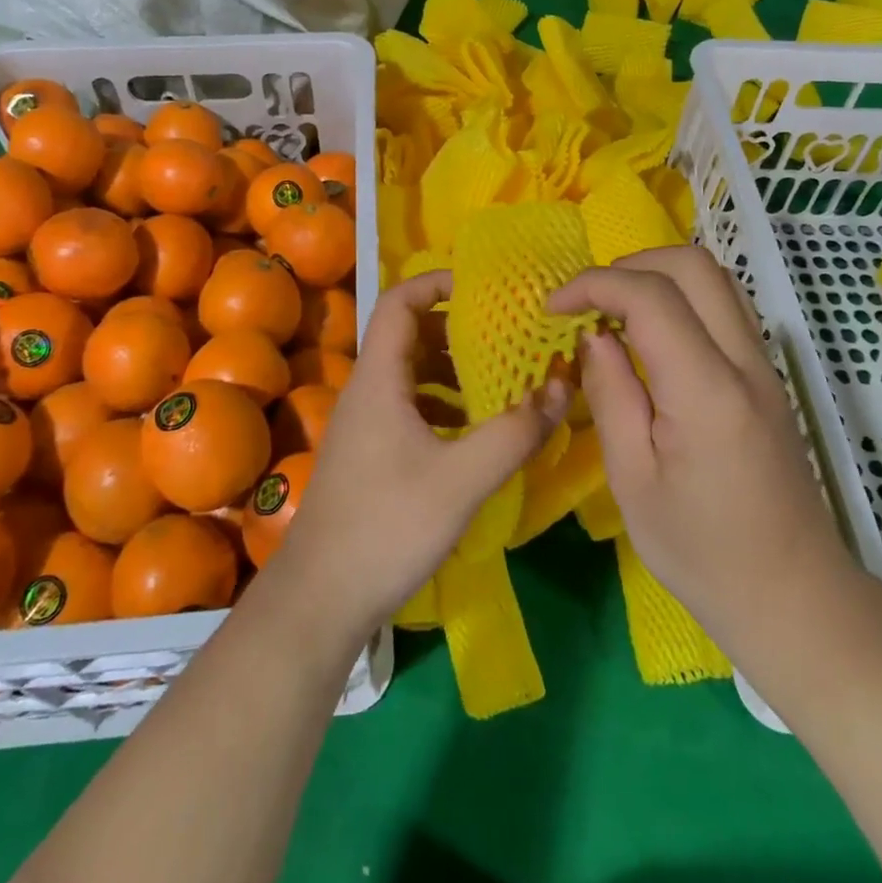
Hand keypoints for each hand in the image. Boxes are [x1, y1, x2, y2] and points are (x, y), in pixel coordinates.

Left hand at [268, 270, 565, 634]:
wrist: (319, 599)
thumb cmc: (386, 527)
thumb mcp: (461, 480)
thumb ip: (513, 433)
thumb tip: (562, 386)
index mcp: (379, 379)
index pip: (400, 301)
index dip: (437, 283)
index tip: (484, 288)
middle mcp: (367, 390)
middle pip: (409, 335)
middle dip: (458, 330)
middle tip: (507, 336)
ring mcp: (366, 424)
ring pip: (411, 374)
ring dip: (453, 370)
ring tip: (501, 381)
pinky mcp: (370, 453)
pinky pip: (410, 407)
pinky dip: (443, 405)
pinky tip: (474, 431)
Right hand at [549, 247, 857, 644]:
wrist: (794, 597)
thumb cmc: (702, 552)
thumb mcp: (633, 481)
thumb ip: (611, 395)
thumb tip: (594, 336)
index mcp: (706, 391)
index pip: (651, 297)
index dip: (595, 284)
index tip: (554, 308)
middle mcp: (744, 362)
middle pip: (693, 265)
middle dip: (629, 264)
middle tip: (587, 301)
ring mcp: (764, 366)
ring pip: (715, 279)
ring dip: (658, 276)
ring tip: (614, 312)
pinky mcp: (768, 378)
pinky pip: (725, 308)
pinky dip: (682, 298)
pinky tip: (653, 336)